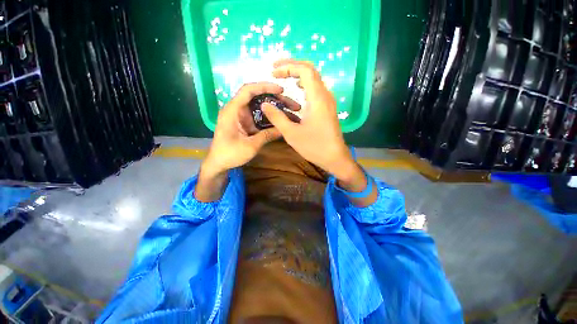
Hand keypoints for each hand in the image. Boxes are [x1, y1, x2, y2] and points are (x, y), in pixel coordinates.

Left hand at [196, 82, 291, 201]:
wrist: (219, 163)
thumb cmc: (230, 154)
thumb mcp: (250, 146)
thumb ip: (267, 136)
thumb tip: (284, 129)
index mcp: (233, 110)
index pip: (248, 90)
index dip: (265, 87)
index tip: (281, 90)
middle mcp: (237, 109)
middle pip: (257, 97)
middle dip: (275, 99)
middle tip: (291, 104)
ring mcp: (242, 116)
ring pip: (260, 106)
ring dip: (274, 108)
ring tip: (290, 111)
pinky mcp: (246, 123)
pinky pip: (260, 116)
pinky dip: (270, 117)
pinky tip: (281, 120)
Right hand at [262, 59, 355, 178]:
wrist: (335, 158)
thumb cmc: (314, 146)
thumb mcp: (292, 133)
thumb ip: (277, 117)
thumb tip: (265, 104)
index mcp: (317, 98)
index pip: (304, 70)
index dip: (288, 66)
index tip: (273, 71)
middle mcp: (325, 95)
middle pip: (311, 70)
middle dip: (292, 66)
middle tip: (276, 70)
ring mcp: (328, 101)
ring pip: (315, 79)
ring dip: (299, 74)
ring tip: (284, 77)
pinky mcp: (328, 108)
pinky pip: (317, 89)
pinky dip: (305, 85)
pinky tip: (298, 91)